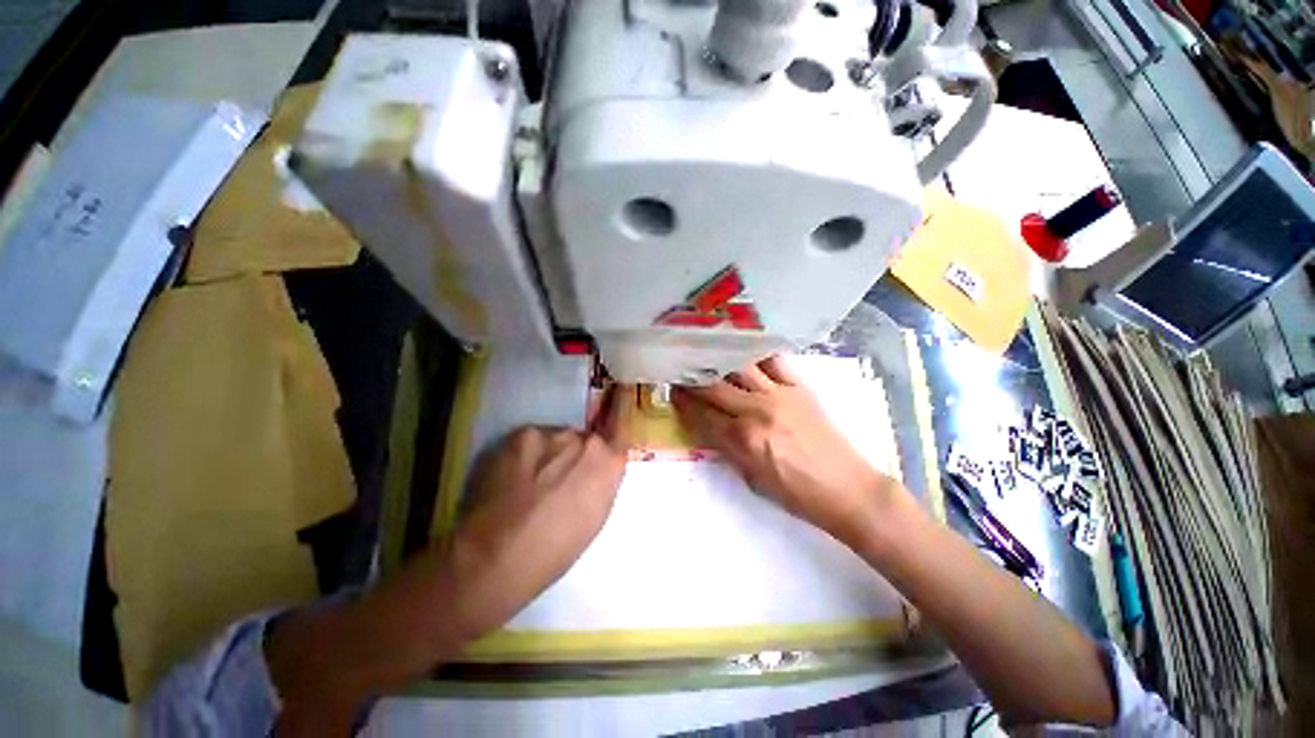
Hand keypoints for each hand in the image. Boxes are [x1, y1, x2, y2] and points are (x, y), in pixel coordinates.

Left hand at [443, 387, 634, 636]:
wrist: (497, 556)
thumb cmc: (556, 549)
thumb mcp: (596, 517)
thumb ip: (603, 480)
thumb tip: (599, 467)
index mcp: (608, 462)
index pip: (621, 425)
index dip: (618, 413)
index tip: (616, 402)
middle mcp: (585, 440)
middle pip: (583, 439)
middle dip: (574, 454)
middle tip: (556, 479)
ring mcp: (552, 433)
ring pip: (555, 439)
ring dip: (549, 454)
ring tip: (529, 482)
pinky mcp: (521, 434)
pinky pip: (531, 441)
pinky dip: (525, 455)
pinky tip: (512, 478)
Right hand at [672, 357, 900, 544]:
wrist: (846, 488)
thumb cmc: (796, 493)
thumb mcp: (751, 479)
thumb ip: (725, 448)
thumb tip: (706, 425)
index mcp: (742, 439)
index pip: (700, 414)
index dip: (682, 402)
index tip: (672, 391)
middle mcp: (756, 410)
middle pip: (713, 386)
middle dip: (691, 378)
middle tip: (681, 371)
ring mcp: (778, 394)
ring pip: (738, 367)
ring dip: (717, 361)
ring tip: (705, 355)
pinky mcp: (799, 386)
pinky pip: (773, 361)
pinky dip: (755, 355)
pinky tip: (744, 351)